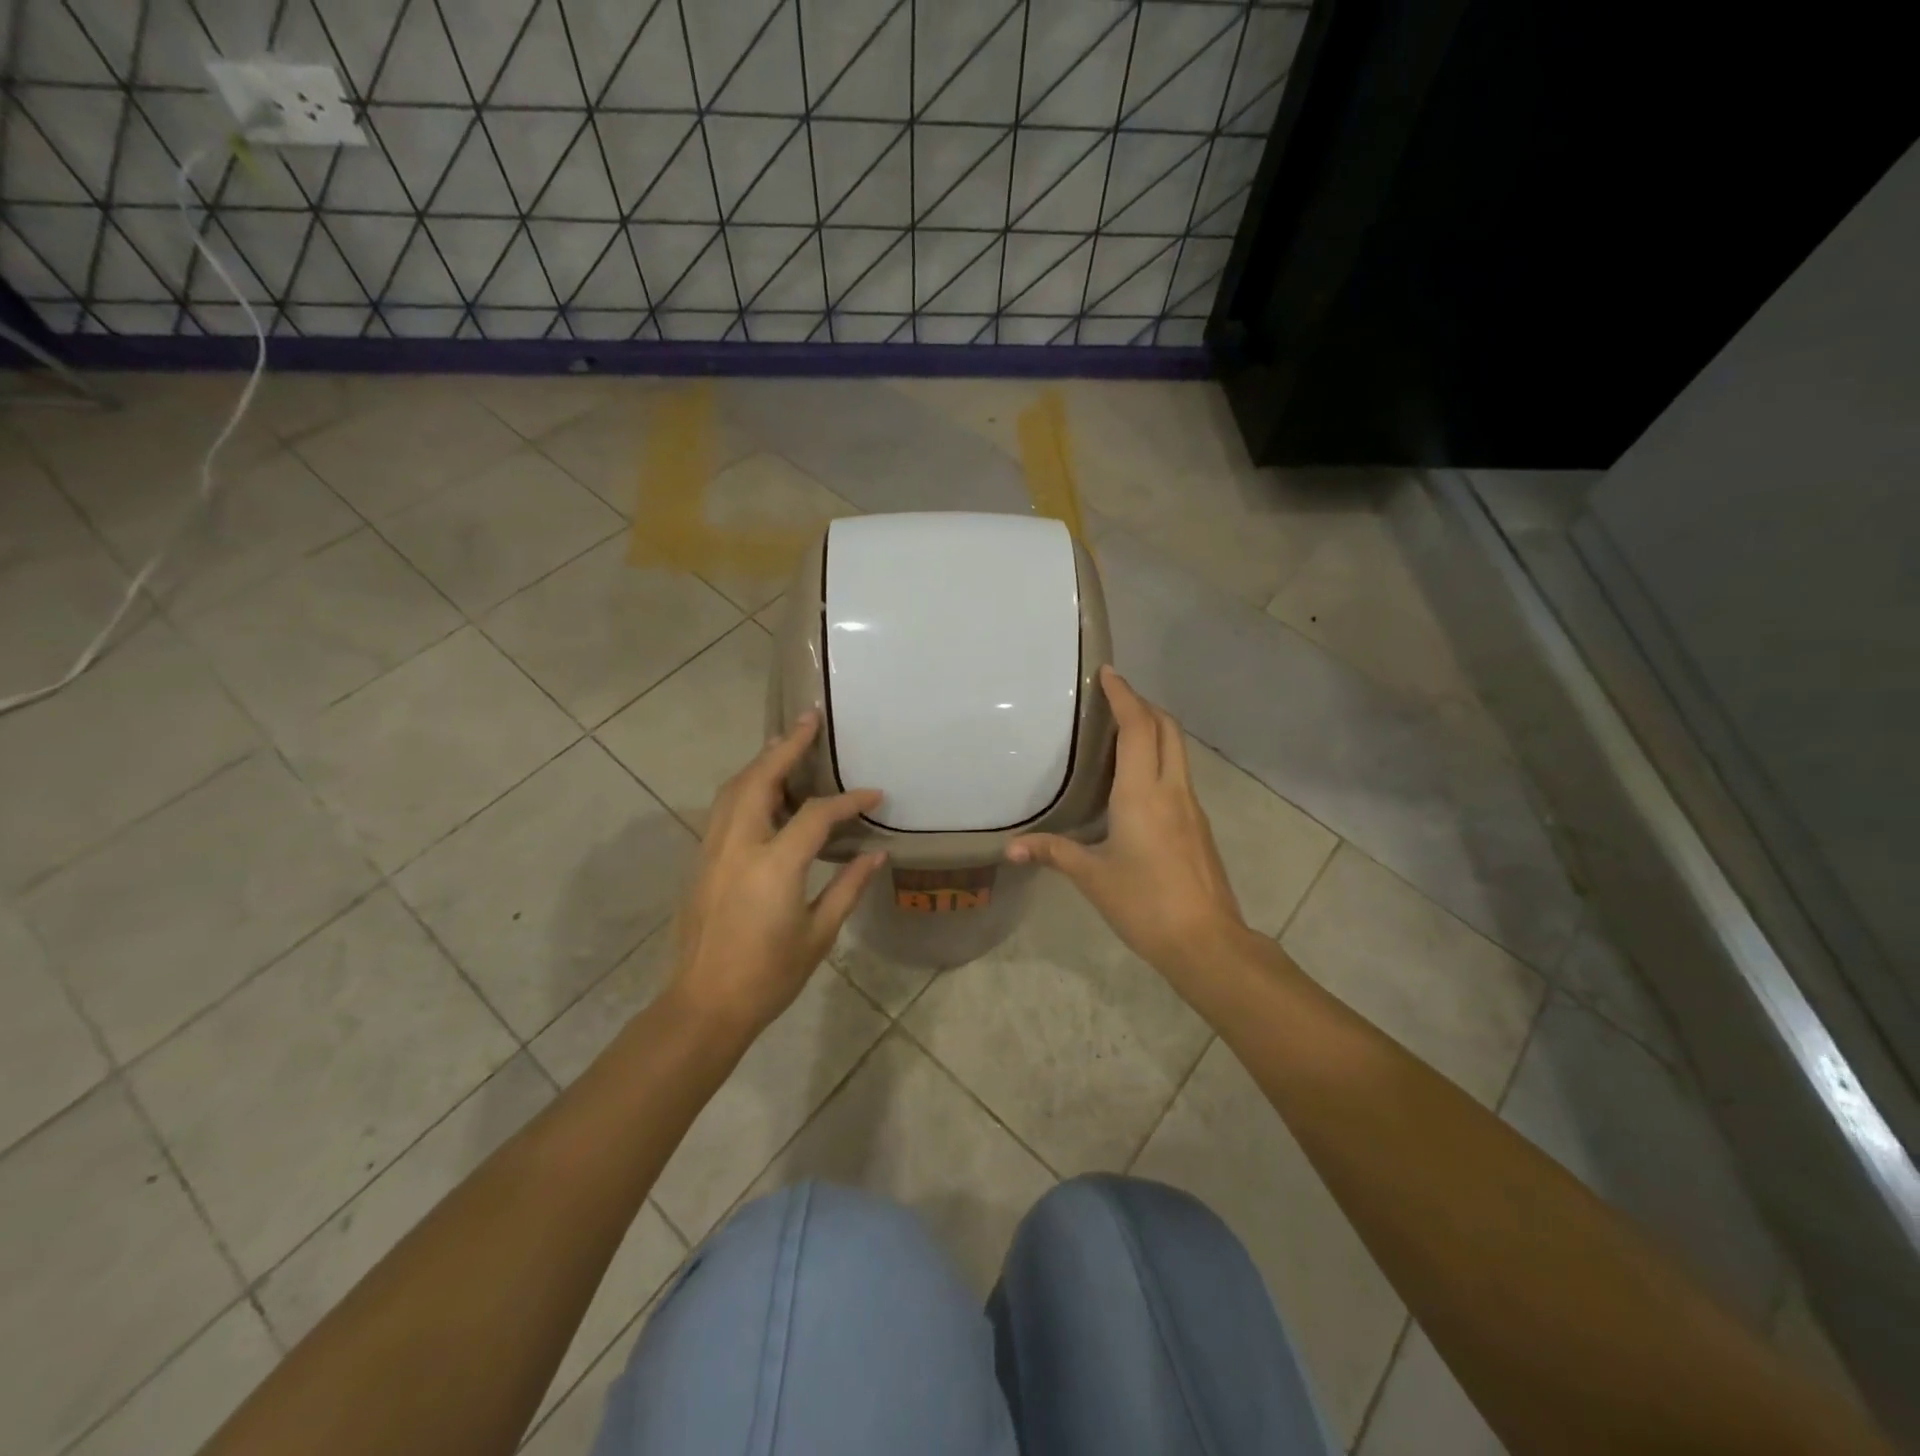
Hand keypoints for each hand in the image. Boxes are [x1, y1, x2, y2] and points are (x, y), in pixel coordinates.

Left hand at [670, 711, 885, 1034]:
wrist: (704, 1006)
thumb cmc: (769, 976)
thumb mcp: (818, 934)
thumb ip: (847, 887)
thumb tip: (876, 854)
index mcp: (773, 866)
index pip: (815, 815)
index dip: (848, 800)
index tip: (874, 794)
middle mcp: (738, 846)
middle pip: (758, 779)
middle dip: (785, 747)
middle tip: (808, 720)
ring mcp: (712, 851)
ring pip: (732, 790)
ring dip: (760, 762)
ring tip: (784, 744)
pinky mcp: (701, 861)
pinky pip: (723, 809)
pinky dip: (744, 787)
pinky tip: (762, 791)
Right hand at [1008, 667, 1246, 980]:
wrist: (1206, 941)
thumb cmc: (1144, 903)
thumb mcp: (1092, 877)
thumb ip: (1052, 853)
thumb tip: (1011, 849)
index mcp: (1143, 794)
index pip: (1137, 728)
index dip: (1124, 695)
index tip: (1108, 673)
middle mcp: (1172, 790)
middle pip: (1167, 729)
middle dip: (1144, 704)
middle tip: (1114, 698)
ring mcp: (1191, 807)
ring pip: (1177, 751)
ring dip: (1154, 730)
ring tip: (1122, 731)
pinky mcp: (1198, 826)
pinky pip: (1179, 775)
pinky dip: (1160, 758)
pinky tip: (1137, 781)